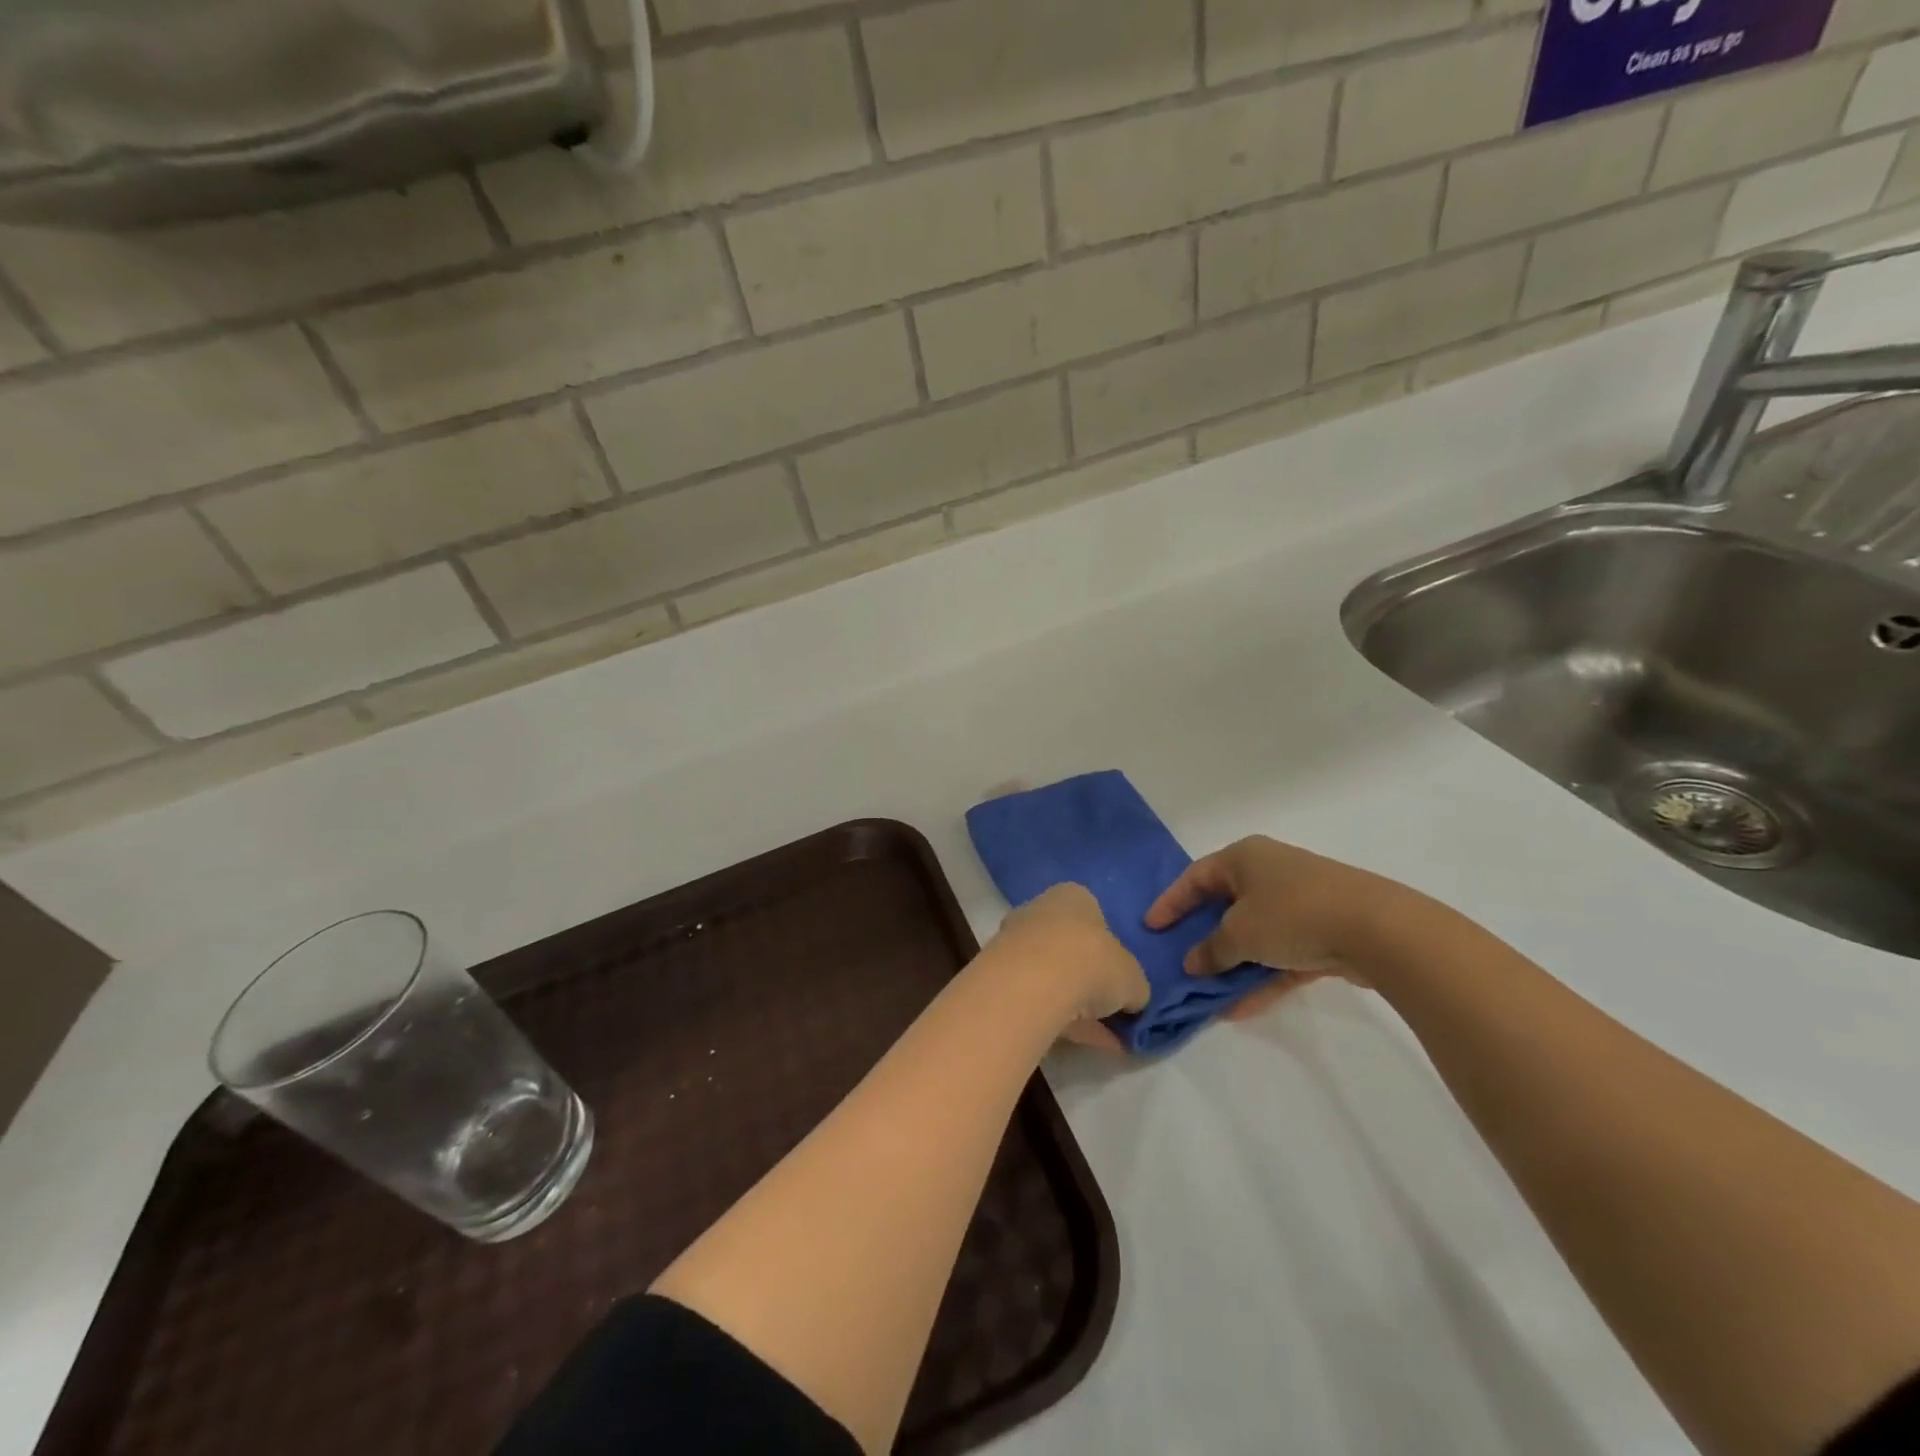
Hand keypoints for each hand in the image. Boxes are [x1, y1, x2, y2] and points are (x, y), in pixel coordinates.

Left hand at [990, 884, 1148, 1032]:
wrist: (1033, 983)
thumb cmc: (1092, 962)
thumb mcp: (1133, 978)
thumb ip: (1134, 986)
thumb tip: (1132, 1000)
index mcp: (1073, 897)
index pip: (1094, 917)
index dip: (1110, 950)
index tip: (1121, 979)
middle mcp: (1039, 910)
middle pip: (1068, 946)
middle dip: (1090, 979)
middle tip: (1112, 1011)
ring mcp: (1014, 942)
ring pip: (1051, 975)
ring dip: (1076, 1005)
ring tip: (1104, 1039)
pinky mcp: (999, 976)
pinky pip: (1036, 998)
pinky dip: (1058, 1019)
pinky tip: (1082, 1044)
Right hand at [1145, 837, 1419, 1020]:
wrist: (1378, 929)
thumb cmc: (1292, 914)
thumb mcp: (1240, 933)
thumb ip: (1211, 949)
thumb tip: (1193, 962)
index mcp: (1244, 858)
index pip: (1195, 878)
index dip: (1170, 903)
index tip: (1150, 928)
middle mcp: (1269, 873)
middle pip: (1225, 906)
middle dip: (1203, 938)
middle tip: (1179, 960)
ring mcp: (1299, 903)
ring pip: (1254, 935)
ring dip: (1232, 965)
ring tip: (1207, 995)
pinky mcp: (1323, 932)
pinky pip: (1280, 956)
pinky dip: (1261, 978)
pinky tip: (1239, 1008)